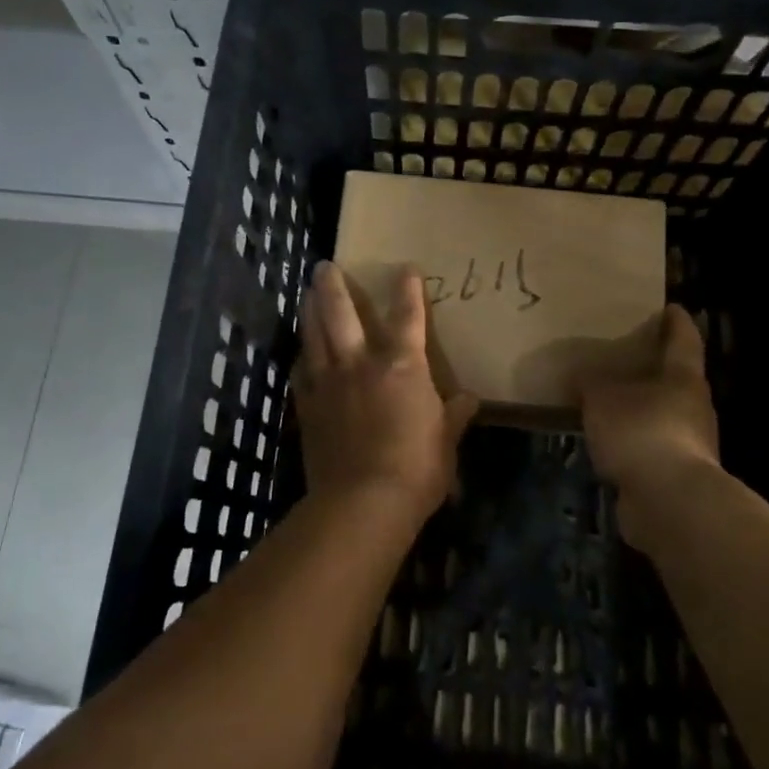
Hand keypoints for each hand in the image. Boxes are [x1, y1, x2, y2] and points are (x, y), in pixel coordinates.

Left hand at [293, 262, 478, 533]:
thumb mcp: (446, 443)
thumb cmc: (416, 469)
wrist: (362, 502)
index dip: (408, 289)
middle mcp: (360, 363)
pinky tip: (301, 355)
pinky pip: (300, 373)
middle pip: (340, 312)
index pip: (407, 316)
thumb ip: (454, 416)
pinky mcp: (307, 407)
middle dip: (333, 285)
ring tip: (306, 294)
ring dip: (309, 310)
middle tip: (325, 265)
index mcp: (401, 366)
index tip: (405, 267)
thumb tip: (469, 400)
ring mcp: (328, 383)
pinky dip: (302, 359)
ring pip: (314, 335)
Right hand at [581, 304, 722, 552]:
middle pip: (676, 378)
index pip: (683, 340)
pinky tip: (609, 440)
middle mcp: (693, 406)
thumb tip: (582, 375)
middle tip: (625, 354)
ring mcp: (689, 443)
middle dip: (653, 367)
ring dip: (641, 406)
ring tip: (608, 399)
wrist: (668, 501)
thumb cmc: (641, 431)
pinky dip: (633, 439)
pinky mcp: (675, 474)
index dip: (676, 322)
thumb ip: (591, 383)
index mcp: (683, 378)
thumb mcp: (602, 398)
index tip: (670, 307)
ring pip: (663, 413)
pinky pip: (650, 445)